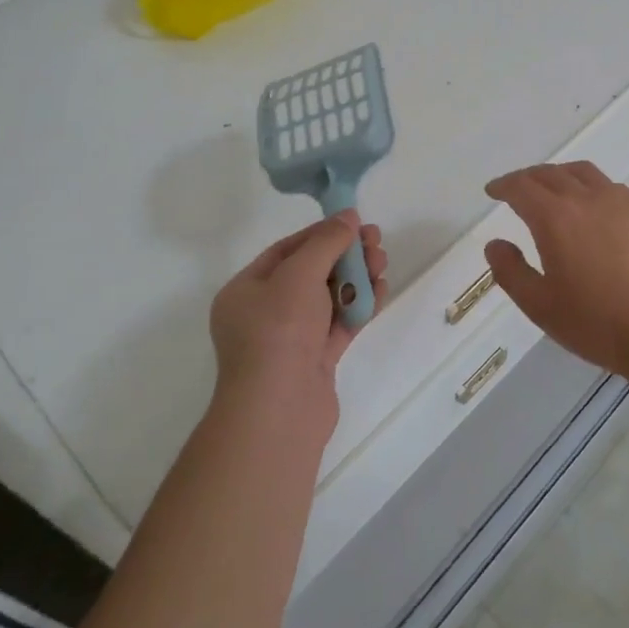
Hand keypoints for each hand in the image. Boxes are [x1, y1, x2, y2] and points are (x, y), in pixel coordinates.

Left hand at [209, 212, 386, 432]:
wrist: (280, 411)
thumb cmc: (279, 332)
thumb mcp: (299, 274)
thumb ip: (326, 242)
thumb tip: (348, 216)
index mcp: (246, 291)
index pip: (286, 251)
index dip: (321, 233)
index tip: (354, 223)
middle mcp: (264, 313)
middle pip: (311, 273)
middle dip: (345, 255)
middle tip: (376, 242)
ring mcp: (291, 340)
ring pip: (328, 299)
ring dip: (356, 279)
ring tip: (383, 264)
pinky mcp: (315, 361)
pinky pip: (340, 324)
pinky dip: (359, 307)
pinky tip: (380, 291)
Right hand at [483, 163, 628, 379]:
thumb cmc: (597, 322)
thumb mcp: (540, 306)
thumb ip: (511, 272)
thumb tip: (495, 244)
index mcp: (555, 218)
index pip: (521, 187)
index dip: (503, 186)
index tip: (493, 191)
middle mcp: (587, 198)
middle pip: (550, 173)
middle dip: (528, 178)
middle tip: (517, 190)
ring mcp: (621, 202)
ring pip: (583, 172)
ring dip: (560, 175)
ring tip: (554, 190)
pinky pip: (610, 186)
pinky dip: (590, 187)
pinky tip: (593, 209)